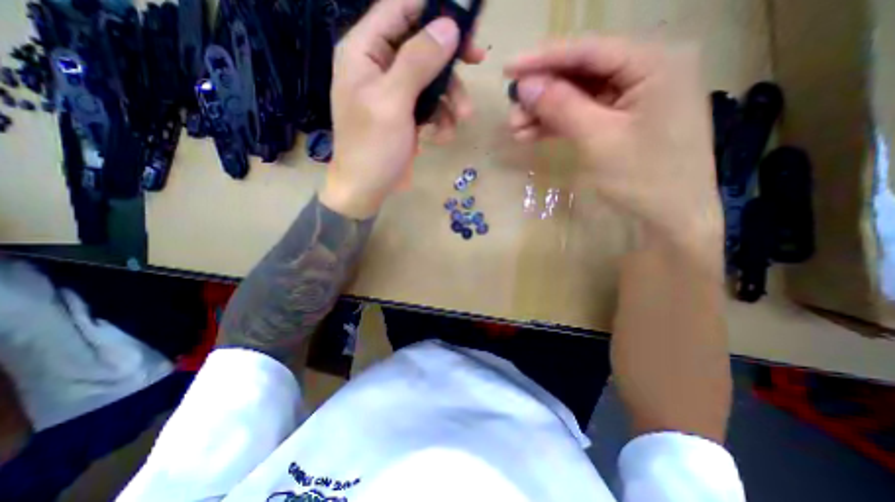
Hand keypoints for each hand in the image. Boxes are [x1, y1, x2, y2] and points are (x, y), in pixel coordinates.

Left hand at [321, 1, 487, 218]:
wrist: (366, 190)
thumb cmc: (373, 147)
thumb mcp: (393, 103)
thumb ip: (417, 61)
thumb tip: (448, 26)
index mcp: (365, 51)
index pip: (400, 9)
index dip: (434, 8)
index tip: (467, 17)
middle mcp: (378, 66)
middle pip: (421, 44)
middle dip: (449, 59)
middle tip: (477, 61)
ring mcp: (394, 93)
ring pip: (430, 78)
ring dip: (450, 97)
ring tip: (461, 119)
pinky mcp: (405, 115)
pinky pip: (429, 105)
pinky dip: (440, 118)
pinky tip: (442, 136)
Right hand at [506, 38, 720, 255]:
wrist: (671, 217)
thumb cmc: (643, 178)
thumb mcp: (599, 140)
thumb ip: (561, 107)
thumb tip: (524, 86)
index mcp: (654, 63)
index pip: (589, 50)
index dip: (543, 58)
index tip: (507, 68)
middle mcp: (646, 70)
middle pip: (582, 72)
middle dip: (542, 92)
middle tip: (511, 110)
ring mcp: (634, 97)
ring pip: (579, 95)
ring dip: (545, 111)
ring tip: (516, 128)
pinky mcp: (622, 120)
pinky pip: (584, 113)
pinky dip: (558, 124)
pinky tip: (532, 134)